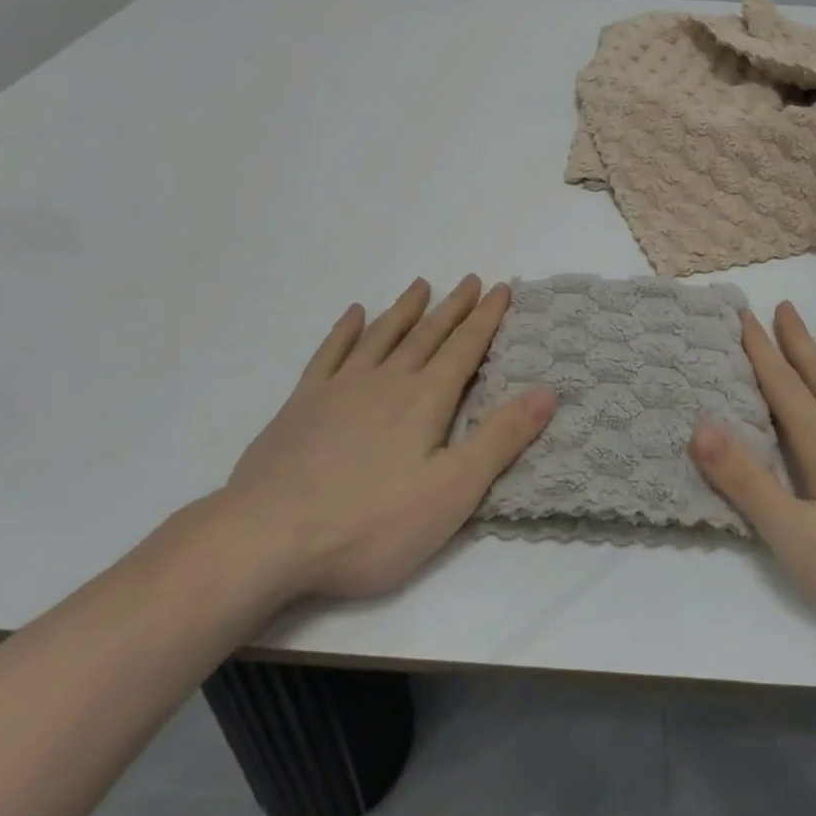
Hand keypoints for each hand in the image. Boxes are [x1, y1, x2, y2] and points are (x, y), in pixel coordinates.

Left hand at [220, 276, 552, 601]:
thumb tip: (547, 392)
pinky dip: (345, 331)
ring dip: (405, 309)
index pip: (464, 348)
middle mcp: (386, 381)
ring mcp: (340, 388)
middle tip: (470, 280)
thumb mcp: (452, 491)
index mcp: (425, 400)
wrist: (269, 536)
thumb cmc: (370, 523)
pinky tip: (354, 314)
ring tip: (421, 285)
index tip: (500, 289)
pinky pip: (330, 353)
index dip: (486, 318)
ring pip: (382, 336)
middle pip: (427, 334)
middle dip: (453, 307)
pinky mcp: (302, 404)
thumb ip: (500, 439)